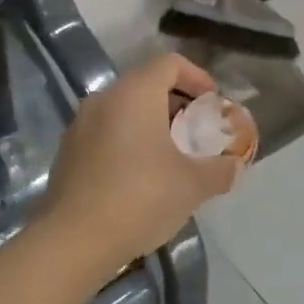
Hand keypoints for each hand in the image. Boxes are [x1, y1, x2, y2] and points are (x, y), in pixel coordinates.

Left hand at [44, 53, 242, 273]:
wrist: (73, 241)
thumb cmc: (140, 198)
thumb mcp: (192, 185)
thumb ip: (220, 170)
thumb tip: (235, 165)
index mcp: (134, 94)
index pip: (169, 63)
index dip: (197, 77)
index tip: (213, 104)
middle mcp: (104, 99)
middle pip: (146, 84)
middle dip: (176, 103)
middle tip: (196, 131)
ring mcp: (80, 125)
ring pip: (123, 109)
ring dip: (151, 123)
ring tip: (172, 156)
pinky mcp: (67, 152)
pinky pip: (105, 132)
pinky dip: (128, 141)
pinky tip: (141, 176)